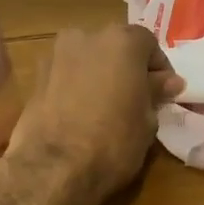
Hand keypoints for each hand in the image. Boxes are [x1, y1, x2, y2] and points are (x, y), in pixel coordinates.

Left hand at [6, 25, 182, 197]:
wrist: (52, 167)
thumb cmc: (113, 141)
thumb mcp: (147, 120)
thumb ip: (156, 93)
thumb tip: (169, 82)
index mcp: (121, 41)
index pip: (148, 44)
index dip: (159, 69)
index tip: (164, 92)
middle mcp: (86, 37)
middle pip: (114, 47)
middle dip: (127, 68)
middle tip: (137, 98)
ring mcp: (56, 55)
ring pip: (88, 59)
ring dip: (100, 76)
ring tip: (108, 107)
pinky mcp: (35, 78)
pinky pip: (66, 76)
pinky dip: (77, 87)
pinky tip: (82, 114)